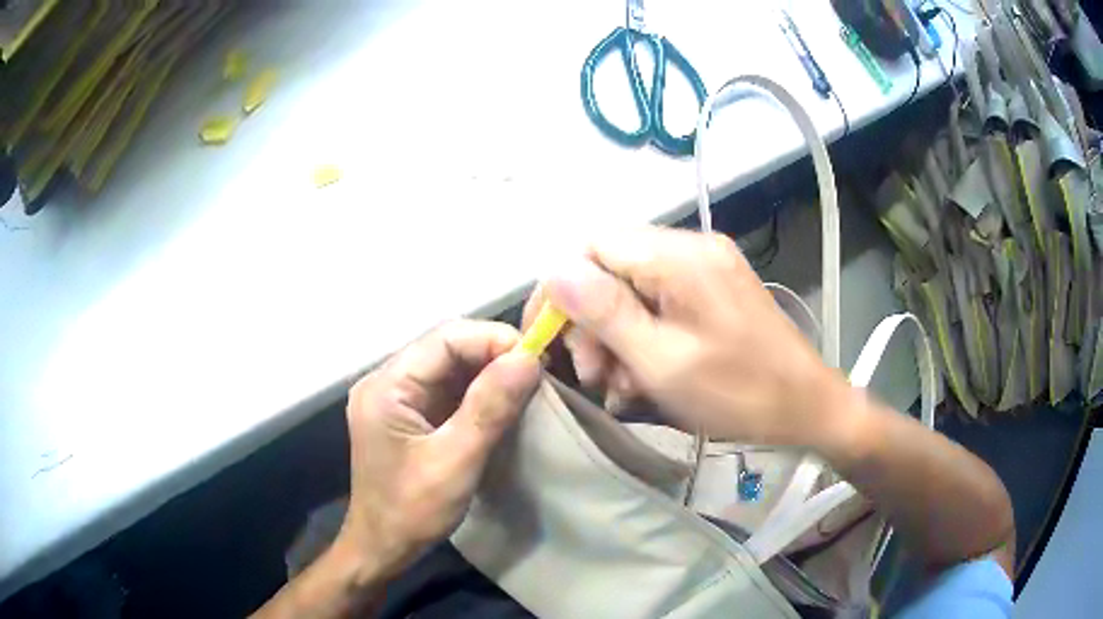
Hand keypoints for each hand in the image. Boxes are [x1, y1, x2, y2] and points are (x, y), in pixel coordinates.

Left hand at [335, 320, 539, 578]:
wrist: (383, 546)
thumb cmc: (412, 511)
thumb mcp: (454, 462)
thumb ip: (489, 408)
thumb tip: (528, 358)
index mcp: (386, 386)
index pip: (444, 339)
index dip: (492, 339)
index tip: (536, 358)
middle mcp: (387, 381)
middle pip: (446, 347)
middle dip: (493, 354)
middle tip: (537, 371)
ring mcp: (396, 397)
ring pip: (449, 366)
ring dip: (489, 371)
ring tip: (528, 383)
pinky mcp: (409, 413)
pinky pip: (447, 388)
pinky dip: (478, 391)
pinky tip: (504, 400)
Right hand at [524, 227, 846, 446]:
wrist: (807, 406)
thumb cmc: (738, 392)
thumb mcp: (663, 361)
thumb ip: (606, 312)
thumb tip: (555, 270)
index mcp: (679, 257)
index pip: (593, 246)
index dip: (561, 288)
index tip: (550, 338)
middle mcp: (692, 248)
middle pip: (612, 267)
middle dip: (592, 322)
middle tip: (595, 376)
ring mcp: (706, 267)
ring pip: (633, 288)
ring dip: (616, 335)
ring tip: (619, 385)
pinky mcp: (714, 290)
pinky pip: (661, 302)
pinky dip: (643, 336)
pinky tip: (643, 375)